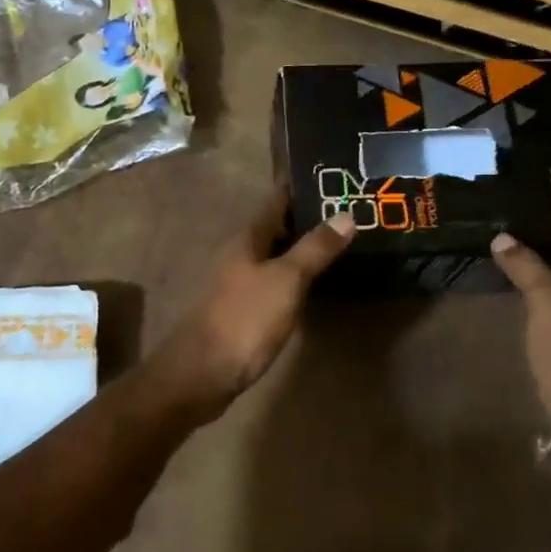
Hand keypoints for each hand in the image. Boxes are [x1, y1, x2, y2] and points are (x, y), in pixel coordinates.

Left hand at [156, 196, 355, 414]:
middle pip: (275, 229)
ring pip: (273, 257)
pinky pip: (272, 283)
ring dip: (300, 250)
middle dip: (306, 220)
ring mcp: (237, 284)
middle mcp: (239, 255)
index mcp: (246, 239)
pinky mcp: (242, 311)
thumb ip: (315, 249)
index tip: (331, 178)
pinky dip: (293, 277)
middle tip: (347, 213)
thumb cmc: (245, 319)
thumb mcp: (286, 280)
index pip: (275, 202)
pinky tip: (313, 285)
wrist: (203, 373)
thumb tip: (346, 214)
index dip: (300, 190)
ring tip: (339, 245)